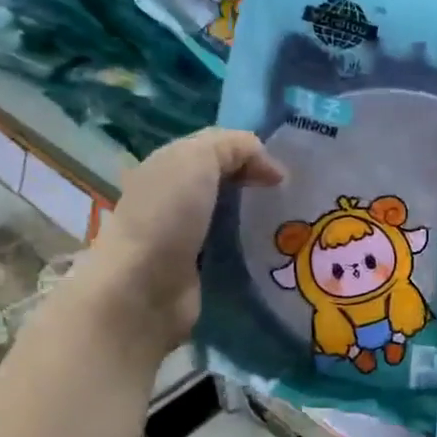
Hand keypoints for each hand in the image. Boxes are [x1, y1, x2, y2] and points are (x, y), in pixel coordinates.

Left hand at [65, 128, 283, 356]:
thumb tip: (271, 166)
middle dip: (257, 188)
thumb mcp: (198, 159)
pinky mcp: (197, 271)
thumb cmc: (167, 217)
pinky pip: (232, 251)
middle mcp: (173, 199)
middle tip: (293, 200)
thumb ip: (234, 147)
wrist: (143, 290)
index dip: (251, 155)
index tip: (284, 175)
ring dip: (258, 221)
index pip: (217, 150)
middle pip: (225, 185)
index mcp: (167, 166)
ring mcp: (184, 238)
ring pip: (231, 219)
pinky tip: (274, 253)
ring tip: (292, 228)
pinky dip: (251, 250)